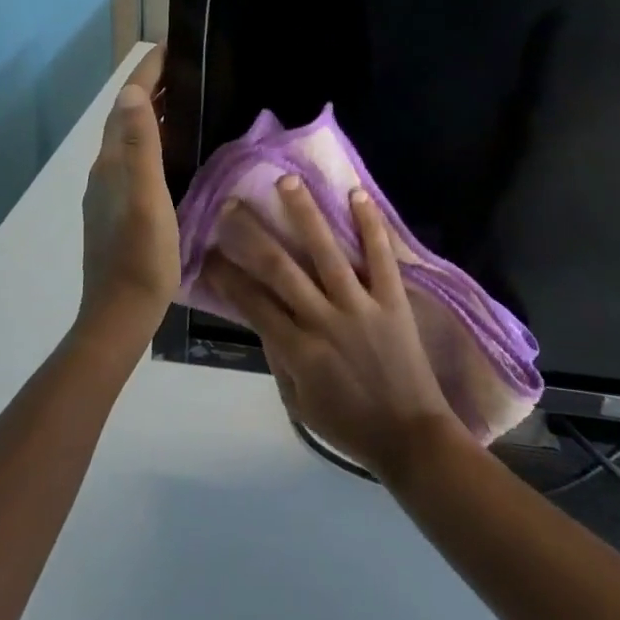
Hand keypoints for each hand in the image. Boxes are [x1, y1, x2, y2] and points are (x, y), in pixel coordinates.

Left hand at [79, 48, 179, 339]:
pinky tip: (176, 151)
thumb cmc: (140, 254)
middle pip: (126, 117)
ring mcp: (110, 191)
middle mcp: (106, 169)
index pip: (126, 103)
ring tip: (187, 102)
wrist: (119, 314)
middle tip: (187, 70)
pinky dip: (155, 141)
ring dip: (153, 114)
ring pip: (131, 139)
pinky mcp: (119, 209)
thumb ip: (138, 144)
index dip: (146, 73)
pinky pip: (136, 160)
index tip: (170, 47)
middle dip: (152, 88)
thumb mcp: (146, 196)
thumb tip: (132, 91)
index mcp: (112, 161)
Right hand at [202, 177, 466, 480]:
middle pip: (281, 268)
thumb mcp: (299, 403)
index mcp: (298, 350)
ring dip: (305, 213)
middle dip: (252, 234)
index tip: (209, 251)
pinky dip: (370, 225)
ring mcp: (360, 306)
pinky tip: (356, 194)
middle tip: (233, 203)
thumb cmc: (350, 425)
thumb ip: (279, 359)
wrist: (411, 438)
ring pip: (327, 252)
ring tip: (287, 181)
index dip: (227, 276)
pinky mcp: (392, 300)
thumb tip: (261, 318)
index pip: (253, 303)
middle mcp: (324, 320)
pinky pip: (381, 257)